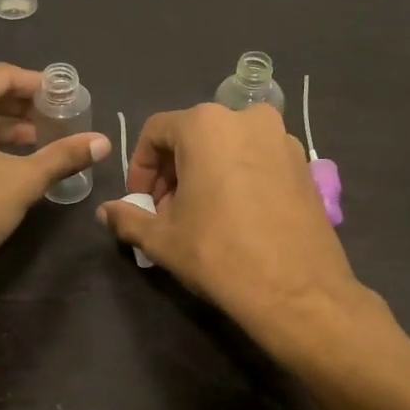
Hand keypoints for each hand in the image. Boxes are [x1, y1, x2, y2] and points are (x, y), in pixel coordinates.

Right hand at [97, 103, 368, 356]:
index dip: (140, 167)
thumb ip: (128, 218)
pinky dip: (238, 178)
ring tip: (200, 217)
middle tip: (167, 212)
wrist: (297, 291)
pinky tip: (236, 217)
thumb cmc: (219, 254)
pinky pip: (258, 160)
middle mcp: (248, 118)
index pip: (156, 132)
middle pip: (194, 135)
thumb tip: (105, 212)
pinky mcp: (305, 164)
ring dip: (205, 174)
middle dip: (173, 172)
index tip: (140, 202)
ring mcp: (283, 139)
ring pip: (228, 147)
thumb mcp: (162, 239)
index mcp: (207, 125)